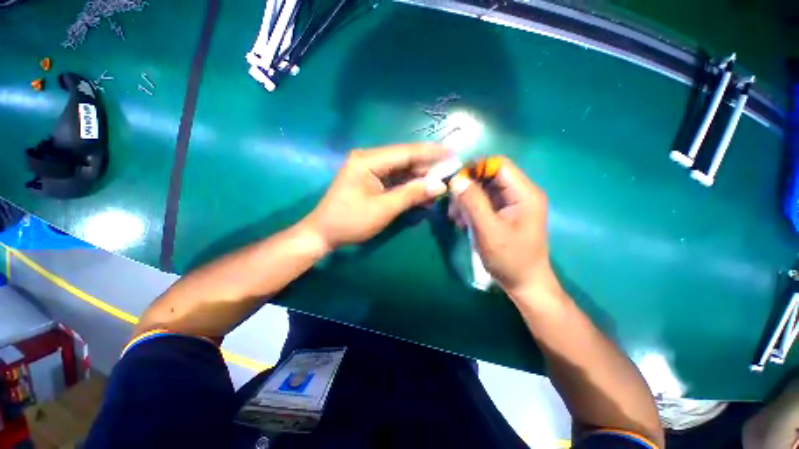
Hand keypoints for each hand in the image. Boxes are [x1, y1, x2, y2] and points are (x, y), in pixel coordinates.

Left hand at [303, 143, 450, 250]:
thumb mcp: (383, 209)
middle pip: (405, 160)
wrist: (324, 233)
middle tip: (450, 171)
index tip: (452, 152)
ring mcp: (370, 170)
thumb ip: (412, 194)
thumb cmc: (351, 221)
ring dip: (420, 179)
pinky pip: (396, 180)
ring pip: (402, 170)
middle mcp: (370, 159)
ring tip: (441, 185)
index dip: (431, 153)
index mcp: (368, 161)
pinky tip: (424, 194)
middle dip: (428, 167)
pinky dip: (410, 187)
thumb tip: (440, 185)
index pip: (406, 152)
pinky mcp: (372, 181)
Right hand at [448, 157, 562, 301]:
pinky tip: (463, 222)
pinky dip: (471, 209)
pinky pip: (484, 202)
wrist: (525, 283)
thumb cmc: (510, 259)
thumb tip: (456, 179)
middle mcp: (520, 193)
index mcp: (524, 193)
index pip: (498, 165)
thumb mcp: (488, 230)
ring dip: (466, 200)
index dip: (475, 169)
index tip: (454, 184)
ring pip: (484, 190)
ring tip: (455, 218)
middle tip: (452, 207)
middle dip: (467, 188)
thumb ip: (473, 202)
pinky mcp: (505, 214)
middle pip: (489, 177)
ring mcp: (512, 204)